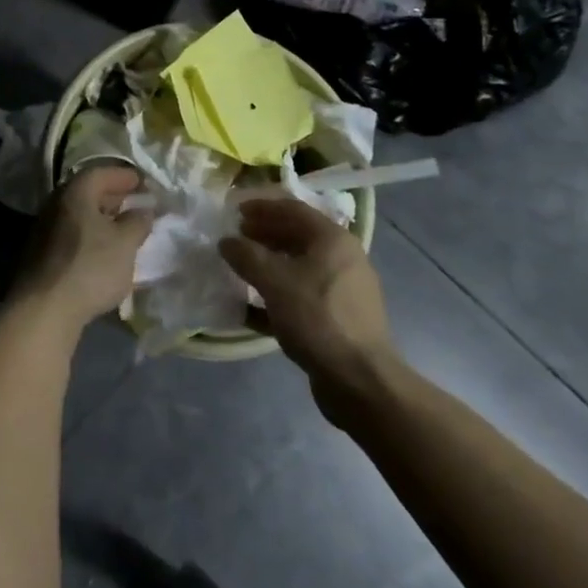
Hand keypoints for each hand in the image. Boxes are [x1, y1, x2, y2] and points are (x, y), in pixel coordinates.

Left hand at [13, 165, 151, 333]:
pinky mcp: (41, 253)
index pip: (101, 173)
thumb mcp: (125, 243)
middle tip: (136, 205)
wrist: (44, 308)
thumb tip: (143, 209)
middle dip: (114, 196)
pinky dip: (90, 235)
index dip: (125, 176)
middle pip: (87, 191)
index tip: (144, 184)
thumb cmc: (90, 267)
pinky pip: (71, 233)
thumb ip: (138, 221)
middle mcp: (55, 203)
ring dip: (101, 218)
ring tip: (123, 230)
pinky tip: (103, 251)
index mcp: (75, 192)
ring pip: (78, 214)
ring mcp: (44, 228)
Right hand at [220, 198, 401, 424]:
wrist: (360, 380)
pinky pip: (302, 296)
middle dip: (264, 234)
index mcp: (333, 240)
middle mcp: (342, 259)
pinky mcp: (338, 319)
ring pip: (298, 267)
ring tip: (240, 268)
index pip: (293, 209)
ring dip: (268, 264)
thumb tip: (227, 241)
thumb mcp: (274, 282)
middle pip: (297, 236)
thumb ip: (246, 256)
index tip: (235, 210)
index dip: (262, 207)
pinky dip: (277, 295)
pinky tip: (250, 308)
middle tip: (236, 236)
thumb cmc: (317, 318)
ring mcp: (343, 290)